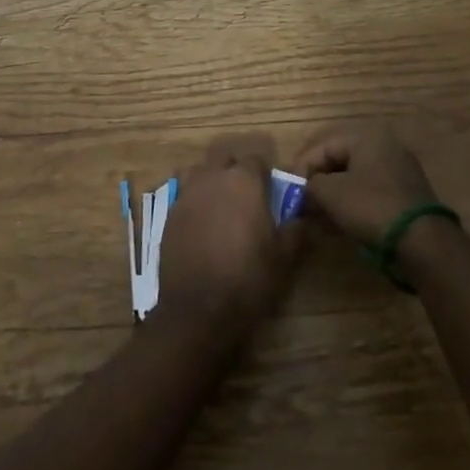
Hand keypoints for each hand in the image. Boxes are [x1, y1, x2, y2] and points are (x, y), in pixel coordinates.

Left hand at [157, 135, 300, 337]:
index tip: (269, 192)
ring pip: (199, 171)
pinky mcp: (169, 214)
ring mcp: (187, 193)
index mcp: (244, 180)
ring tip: (218, 205)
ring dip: (209, 181)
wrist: (198, 310)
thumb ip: (294, 229)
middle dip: (234, 171)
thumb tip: (300, 216)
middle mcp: (213, 177)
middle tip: (244, 198)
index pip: (256, 159)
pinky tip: (199, 225)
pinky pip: (183, 195)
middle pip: (224, 159)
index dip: (264, 174)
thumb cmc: (247, 279)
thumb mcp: (283, 257)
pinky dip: (193, 202)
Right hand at [292, 125, 439, 248]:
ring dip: (330, 197)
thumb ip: (310, 186)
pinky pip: (367, 193)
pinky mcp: (403, 195)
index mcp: (366, 137)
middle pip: (337, 160)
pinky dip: (349, 205)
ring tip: (315, 218)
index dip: (300, 168)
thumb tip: (302, 191)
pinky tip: (336, 224)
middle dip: (315, 183)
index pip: (322, 146)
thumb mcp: (331, 194)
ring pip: (352, 178)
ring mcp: (396, 170)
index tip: (288, 192)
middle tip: (300, 205)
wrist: (422, 243)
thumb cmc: (372, 207)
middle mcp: (383, 146)